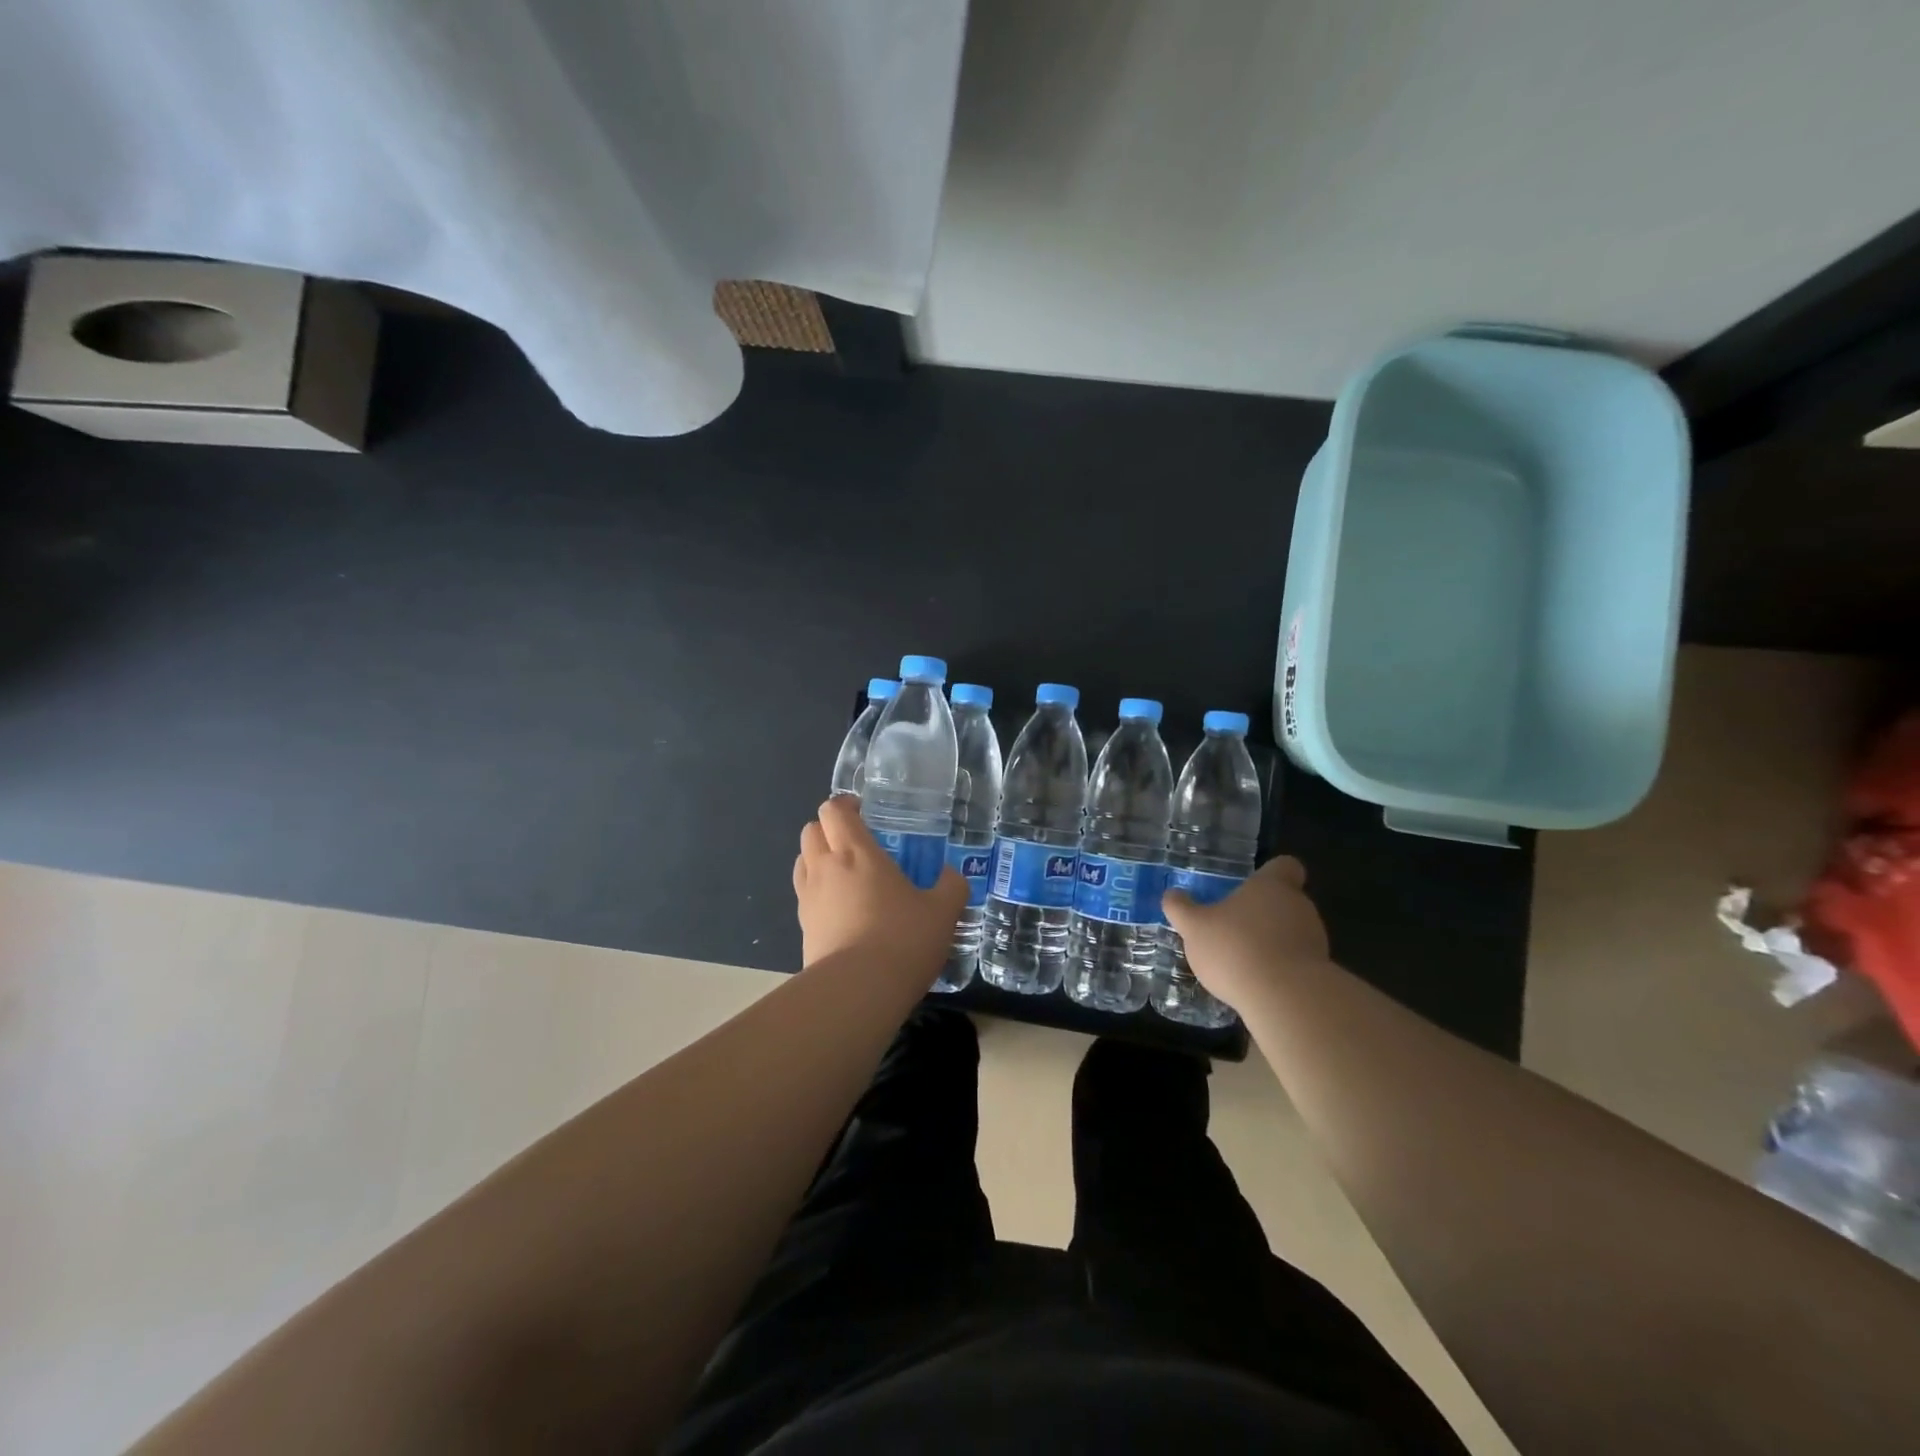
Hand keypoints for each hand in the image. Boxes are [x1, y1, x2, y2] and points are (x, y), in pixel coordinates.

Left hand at [792, 797, 968, 970]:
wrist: (858, 992)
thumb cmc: (902, 939)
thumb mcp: (943, 912)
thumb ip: (951, 887)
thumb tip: (952, 876)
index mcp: (856, 852)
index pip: (834, 810)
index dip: (845, 805)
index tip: (864, 811)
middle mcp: (825, 868)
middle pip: (810, 831)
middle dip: (829, 829)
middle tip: (856, 843)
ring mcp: (808, 899)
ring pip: (802, 862)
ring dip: (818, 859)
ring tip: (846, 875)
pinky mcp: (802, 929)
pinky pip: (805, 897)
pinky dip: (818, 894)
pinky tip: (842, 912)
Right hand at [1162, 856, 1330, 1006]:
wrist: (1286, 999)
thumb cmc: (1236, 948)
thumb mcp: (1194, 927)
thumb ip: (1181, 909)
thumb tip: (1171, 895)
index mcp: (1271, 886)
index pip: (1284, 866)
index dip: (1270, 873)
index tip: (1252, 886)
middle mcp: (1299, 906)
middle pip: (1285, 900)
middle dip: (1263, 913)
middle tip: (1234, 928)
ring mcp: (1315, 939)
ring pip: (1292, 932)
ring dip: (1272, 942)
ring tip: (1243, 961)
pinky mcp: (1321, 972)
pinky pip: (1297, 962)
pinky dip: (1281, 969)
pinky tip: (1258, 984)